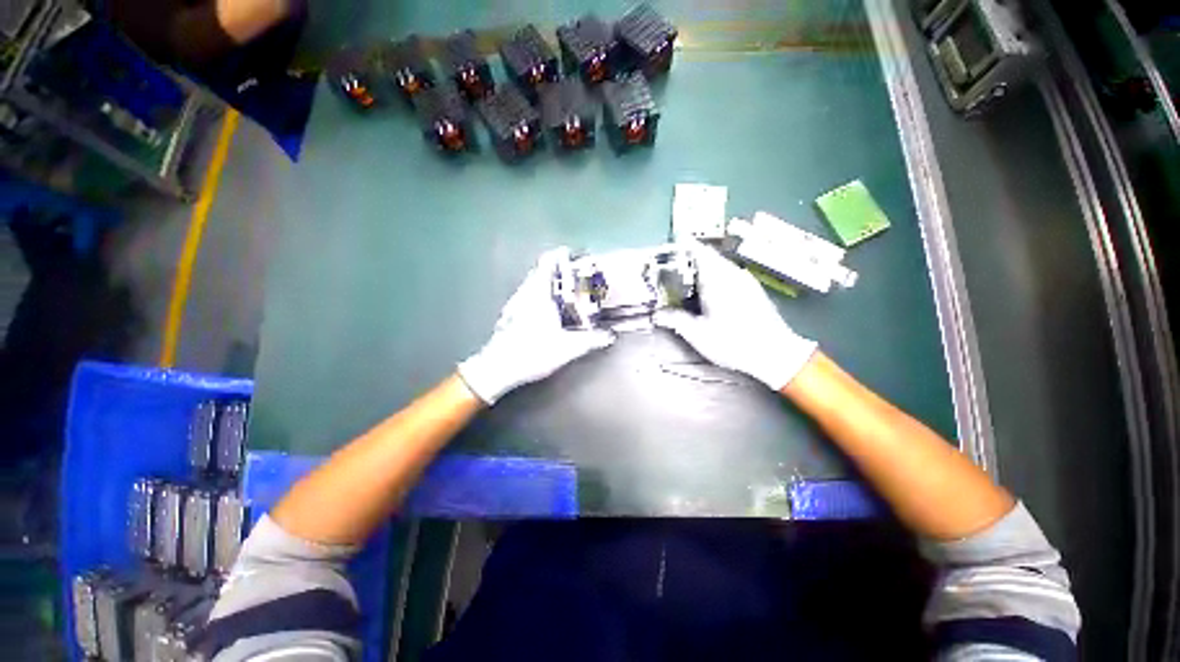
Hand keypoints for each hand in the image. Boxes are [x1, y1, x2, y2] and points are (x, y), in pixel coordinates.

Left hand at [458, 247, 615, 403]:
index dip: (560, 255)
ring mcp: (515, 303)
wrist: (498, 368)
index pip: (548, 263)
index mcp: (539, 294)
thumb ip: (591, 340)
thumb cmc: (533, 352)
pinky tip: (547, 310)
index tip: (573, 255)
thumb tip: (609, 336)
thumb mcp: (567, 348)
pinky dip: (539, 295)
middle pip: (540, 271)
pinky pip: (527, 296)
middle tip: (574, 276)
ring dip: (547, 282)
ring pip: (532, 284)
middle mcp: (526, 293)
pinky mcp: (510, 314)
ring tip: (563, 291)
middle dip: (557, 269)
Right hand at [654, 242, 816, 390]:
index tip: (667, 247)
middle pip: (707, 256)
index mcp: (717, 278)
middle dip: (687, 259)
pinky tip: (706, 295)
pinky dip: (712, 277)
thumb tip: (655, 314)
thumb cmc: (733, 342)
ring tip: (684, 282)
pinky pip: (727, 274)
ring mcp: (745, 280)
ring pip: (718, 265)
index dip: (682, 245)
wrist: (776, 354)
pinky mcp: (752, 289)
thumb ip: (675, 320)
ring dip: (700, 269)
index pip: (698, 250)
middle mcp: (732, 273)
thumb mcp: (698, 334)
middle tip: (669, 269)